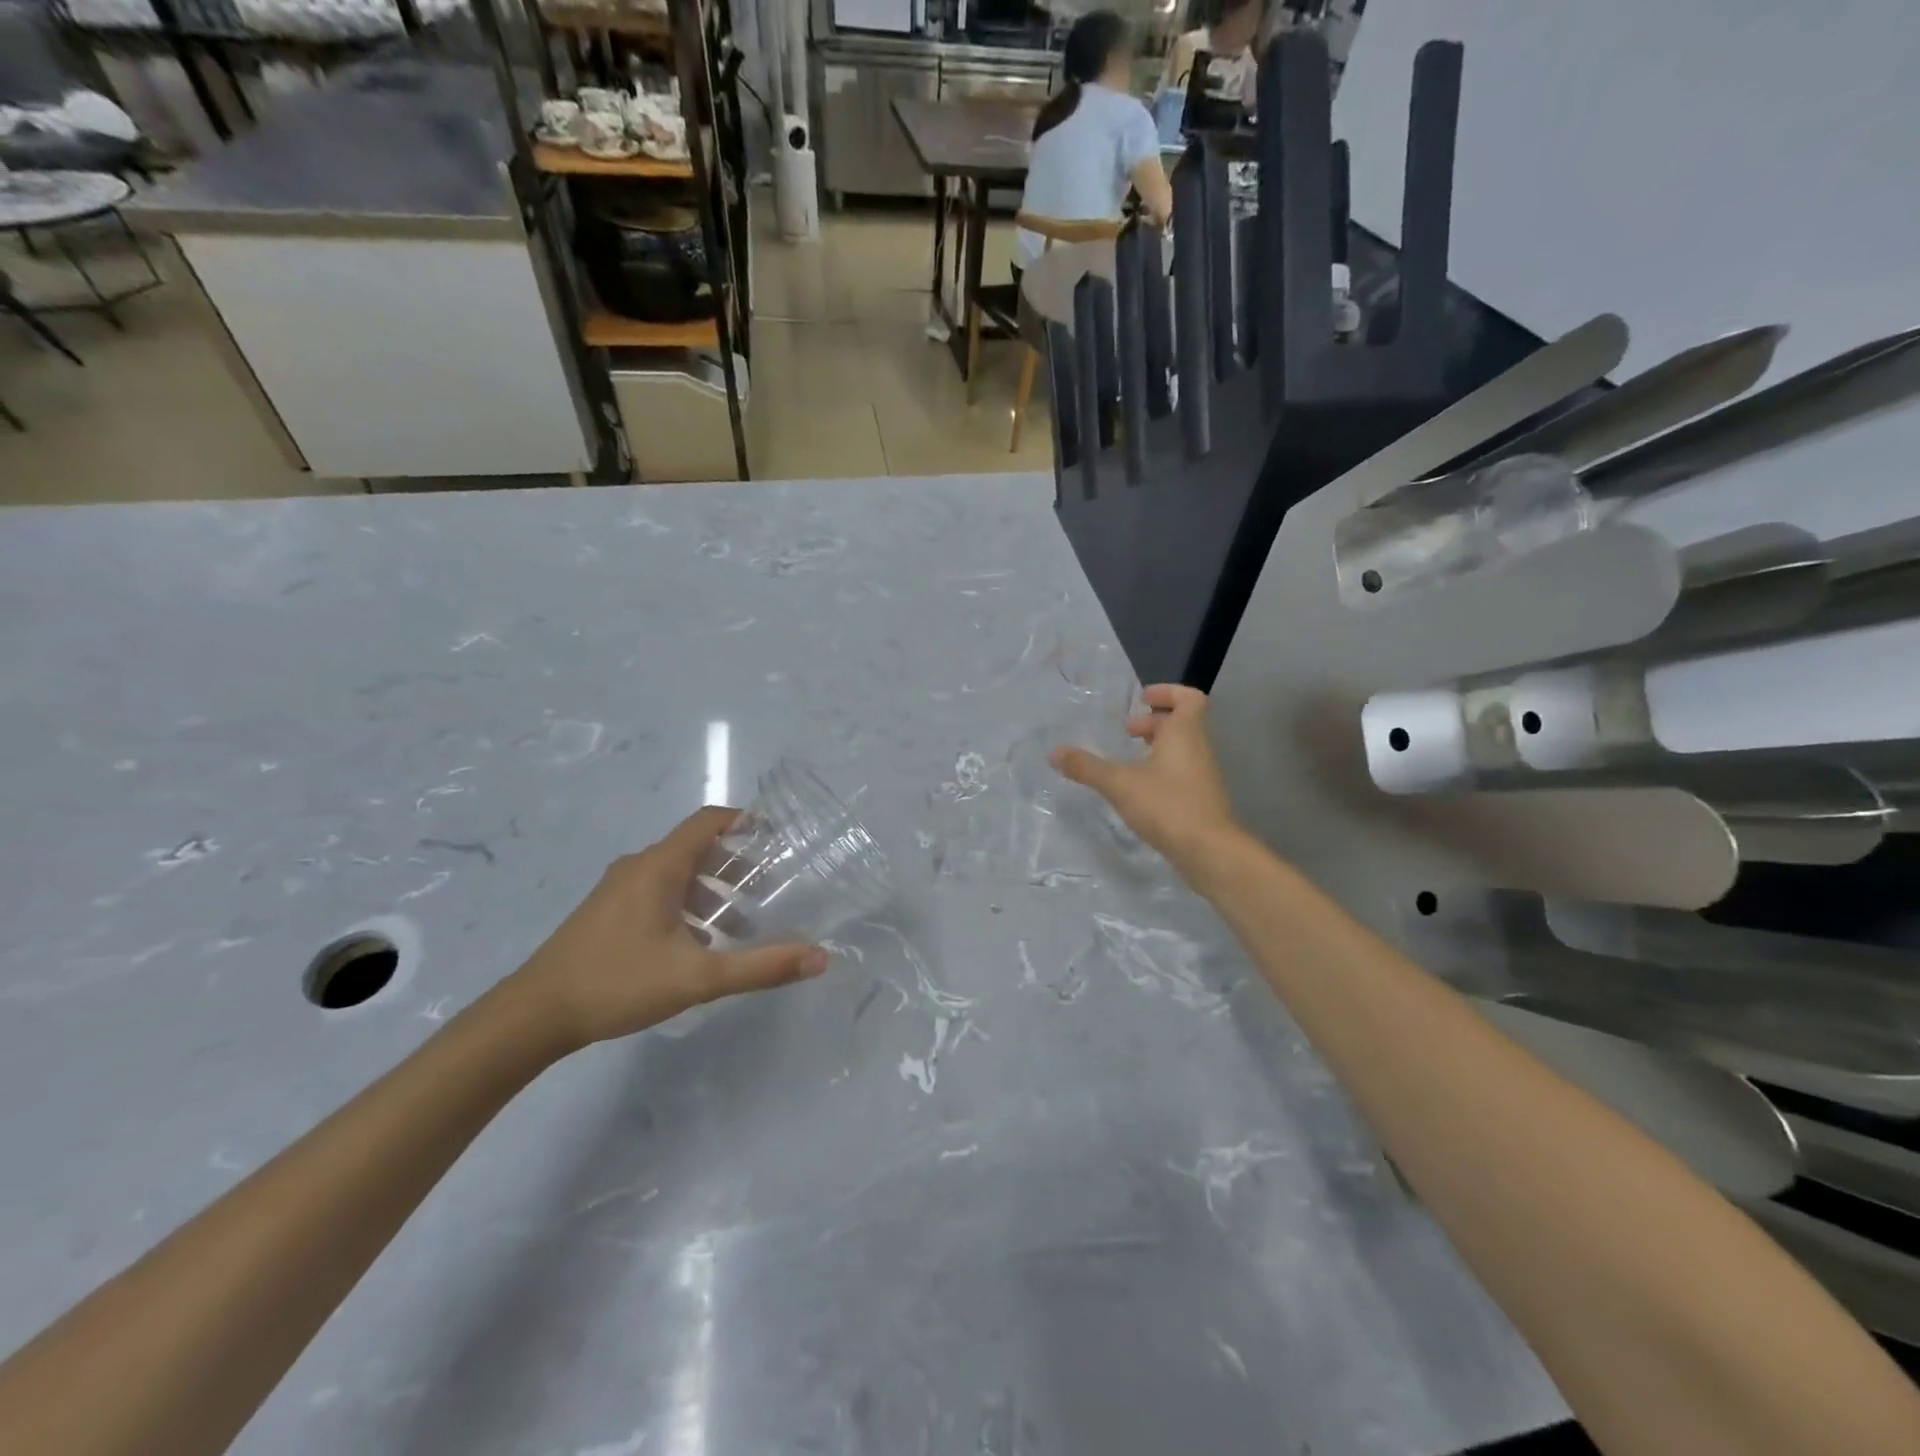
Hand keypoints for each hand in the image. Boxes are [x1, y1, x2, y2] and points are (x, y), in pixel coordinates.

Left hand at [513, 807, 828, 1049]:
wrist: (533, 1015)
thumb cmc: (618, 982)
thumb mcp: (698, 977)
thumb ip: (761, 967)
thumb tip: (819, 957)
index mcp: (659, 867)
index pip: (709, 821)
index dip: (745, 821)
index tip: (778, 835)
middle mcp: (638, 867)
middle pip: (696, 848)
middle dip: (736, 863)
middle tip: (771, 886)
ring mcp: (618, 890)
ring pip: (677, 874)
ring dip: (713, 889)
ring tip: (743, 921)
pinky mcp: (607, 912)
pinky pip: (658, 892)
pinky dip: (688, 904)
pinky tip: (700, 944)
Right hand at [1051, 684, 1239, 872]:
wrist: (1209, 851)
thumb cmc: (1167, 805)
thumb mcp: (1119, 783)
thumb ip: (1087, 767)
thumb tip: (1054, 752)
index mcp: (1184, 732)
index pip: (1188, 697)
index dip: (1167, 692)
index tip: (1142, 699)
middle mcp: (1198, 748)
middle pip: (1181, 723)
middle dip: (1153, 722)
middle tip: (1126, 731)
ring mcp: (1202, 775)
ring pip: (1180, 749)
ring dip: (1155, 747)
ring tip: (1126, 760)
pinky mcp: (1200, 799)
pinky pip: (1180, 772)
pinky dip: (1160, 771)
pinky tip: (1137, 789)